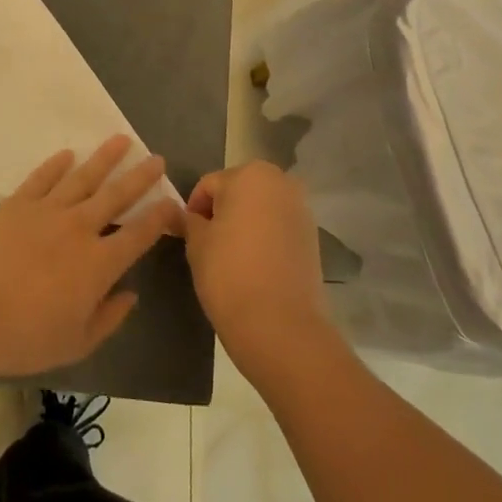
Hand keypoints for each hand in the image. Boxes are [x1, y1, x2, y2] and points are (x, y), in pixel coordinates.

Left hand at [0, 136, 182, 379]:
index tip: (174, 203)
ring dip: (104, 158)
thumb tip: (130, 294)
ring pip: (83, 177)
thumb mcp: (78, 344)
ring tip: (121, 140)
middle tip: (156, 159)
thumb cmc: (26, 338)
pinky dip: (56, 165)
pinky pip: (42, 178)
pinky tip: (68, 154)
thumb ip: (109, 318)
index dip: (160, 217)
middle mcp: (79, 228)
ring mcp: (47, 211)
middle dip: (140, 176)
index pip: (140, 234)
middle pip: (117, 195)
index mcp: (99, 263)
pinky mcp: (17, 204)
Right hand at [181, 162, 331, 375]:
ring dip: (246, 224)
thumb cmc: (229, 273)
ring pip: (261, 209)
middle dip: (222, 212)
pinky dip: (266, 239)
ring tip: (232, 257)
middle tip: (208, 245)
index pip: (209, 185)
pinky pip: (279, 228)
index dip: (194, 210)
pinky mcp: (313, 238)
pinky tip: (255, 266)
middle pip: (239, 191)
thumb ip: (190, 220)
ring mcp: (302, 210)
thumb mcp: (196, 243)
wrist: (280, 326)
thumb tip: (190, 216)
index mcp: (250, 175)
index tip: (188, 237)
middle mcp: (281, 183)